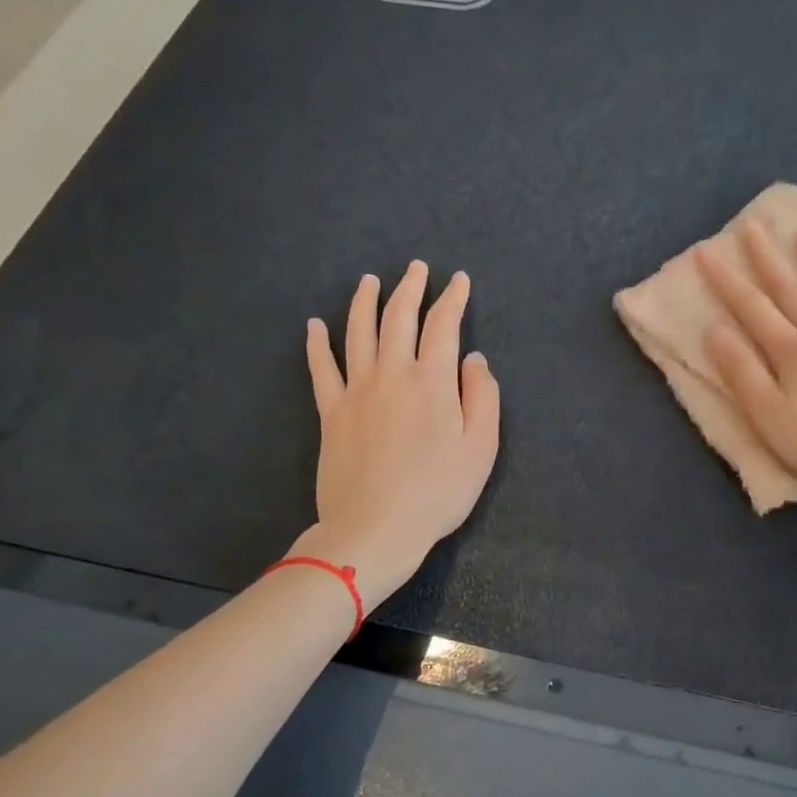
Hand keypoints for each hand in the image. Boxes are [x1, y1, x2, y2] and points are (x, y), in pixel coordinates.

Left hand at [290, 261, 499, 604]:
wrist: (375, 528)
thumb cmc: (437, 492)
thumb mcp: (480, 449)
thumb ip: (481, 398)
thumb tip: (474, 359)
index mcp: (432, 381)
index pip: (443, 325)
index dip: (452, 298)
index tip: (458, 280)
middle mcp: (392, 374)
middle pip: (399, 318)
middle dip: (410, 288)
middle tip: (416, 268)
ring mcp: (356, 390)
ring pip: (358, 332)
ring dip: (365, 301)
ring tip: (370, 280)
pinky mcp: (330, 412)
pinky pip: (321, 368)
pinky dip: (317, 342)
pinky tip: (315, 324)